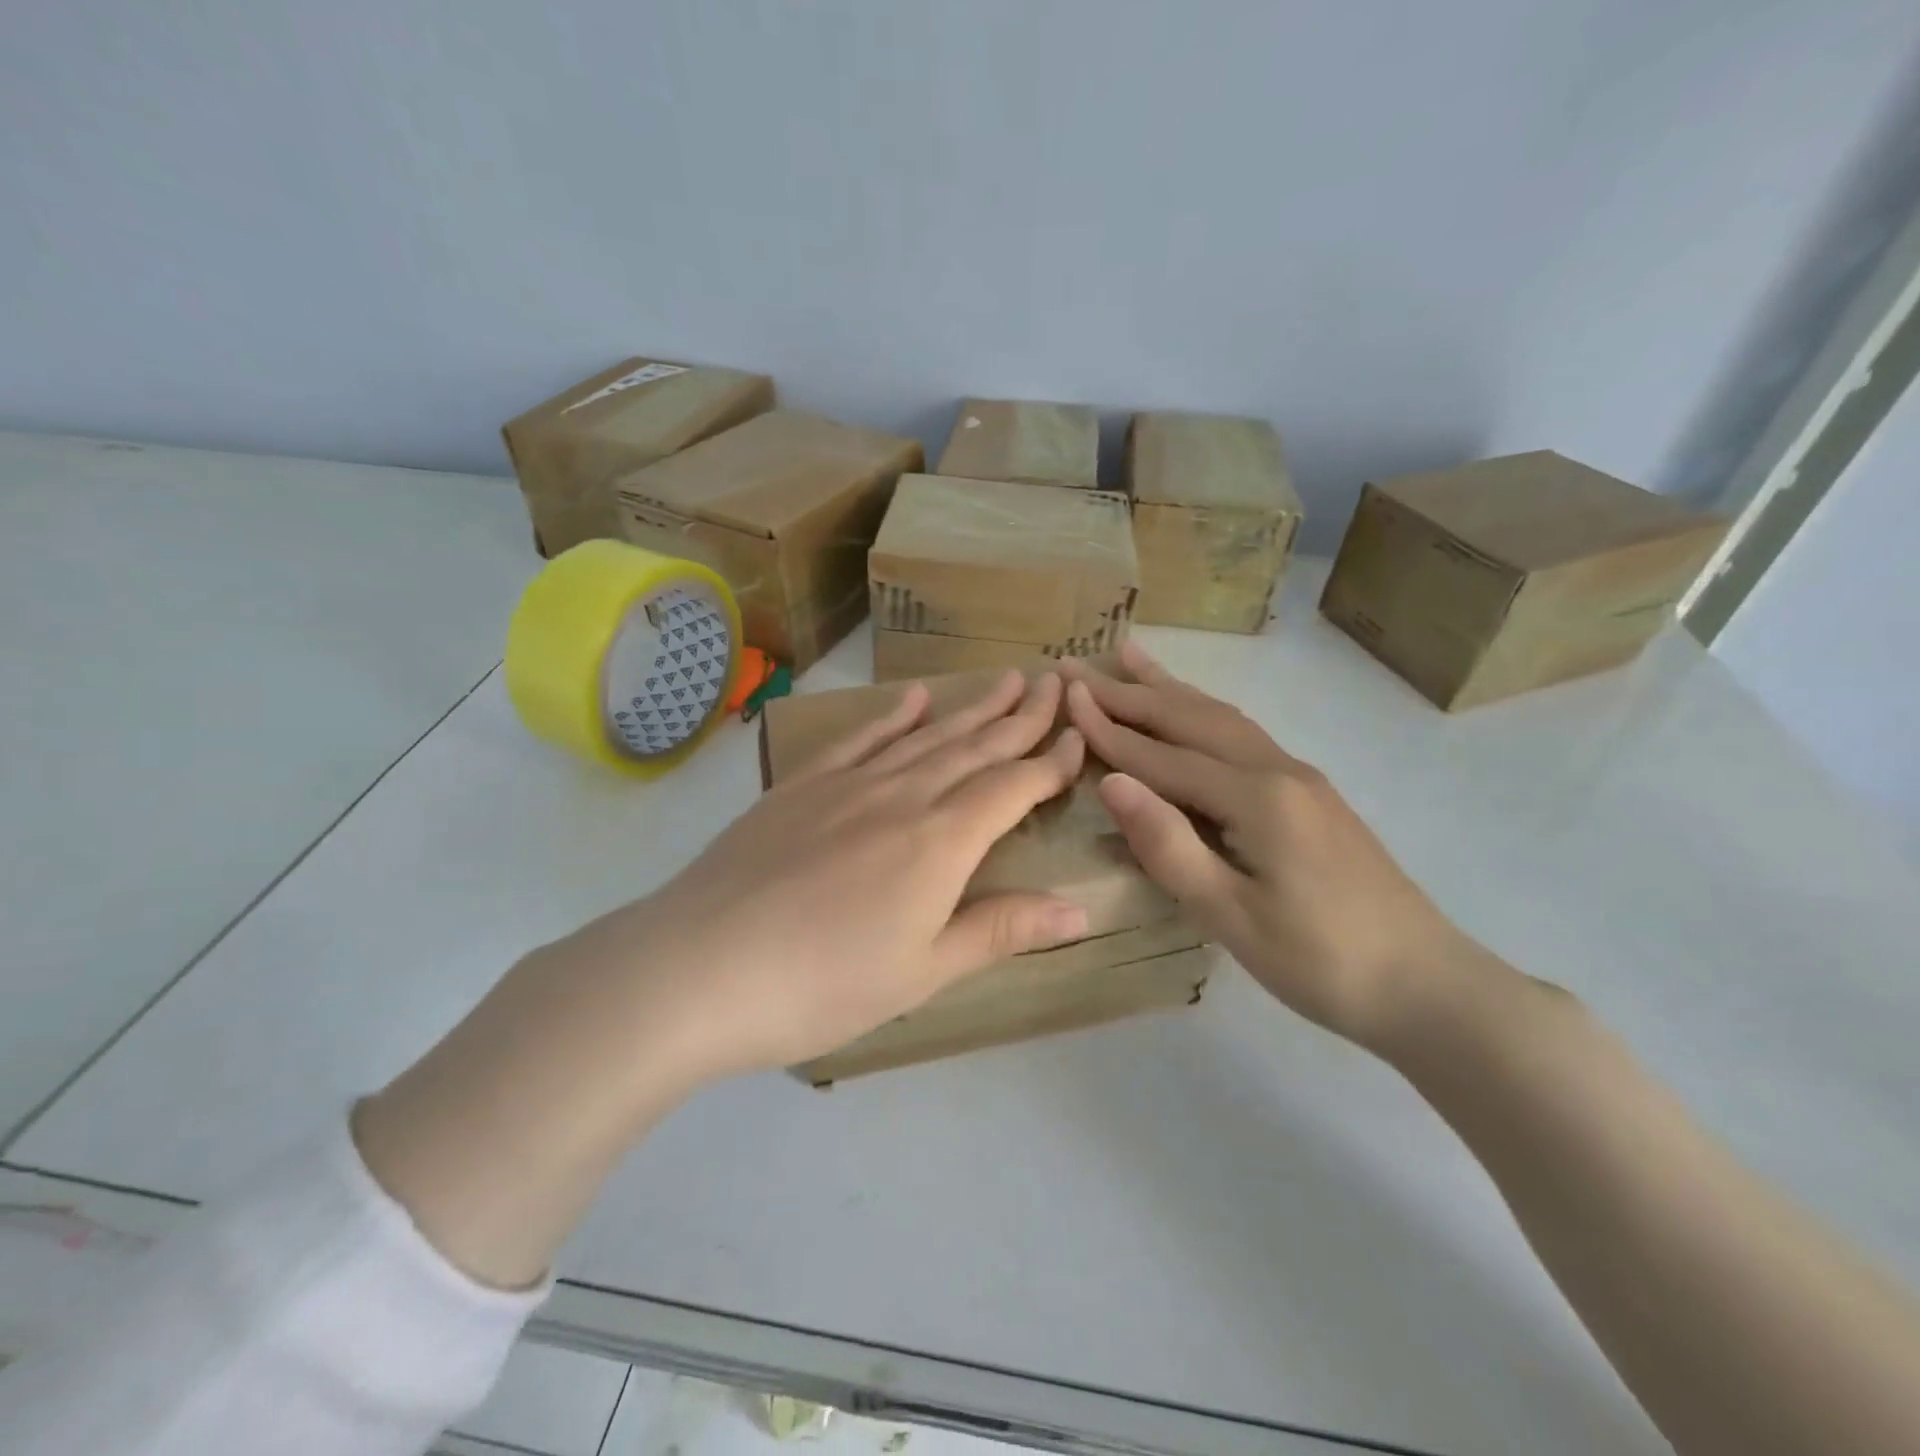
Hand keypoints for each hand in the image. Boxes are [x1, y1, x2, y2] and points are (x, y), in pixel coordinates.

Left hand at [551, 669, 1089, 1080]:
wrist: (700, 967)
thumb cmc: (822, 984)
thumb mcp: (923, 972)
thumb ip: (1001, 929)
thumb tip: (1081, 909)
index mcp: (940, 842)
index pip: (1012, 788)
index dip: (1051, 764)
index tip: (1079, 738)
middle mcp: (903, 797)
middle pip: (974, 747)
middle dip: (1020, 718)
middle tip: (1054, 684)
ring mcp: (848, 785)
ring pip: (925, 736)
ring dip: (969, 708)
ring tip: (1004, 681)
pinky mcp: (802, 786)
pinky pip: (860, 739)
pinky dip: (892, 716)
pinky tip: (912, 698)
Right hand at [1062, 644, 1466, 1049]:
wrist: (1428, 985)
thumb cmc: (1321, 961)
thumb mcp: (1231, 916)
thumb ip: (1168, 845)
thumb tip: (1112, 782)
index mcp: (1255, 798)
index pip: (1162, 756)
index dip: (1109, 729)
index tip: (1063, 694)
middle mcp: (1277, 770)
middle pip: (1190, 718)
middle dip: (1129, 691)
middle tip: (1078, 663)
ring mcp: (1298, 777)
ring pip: (1220, 718)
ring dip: (1169, 688)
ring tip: (1130, 657)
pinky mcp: (1309, 793)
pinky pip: (1241, 735)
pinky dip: (1202, 711)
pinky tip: (1192, 708)